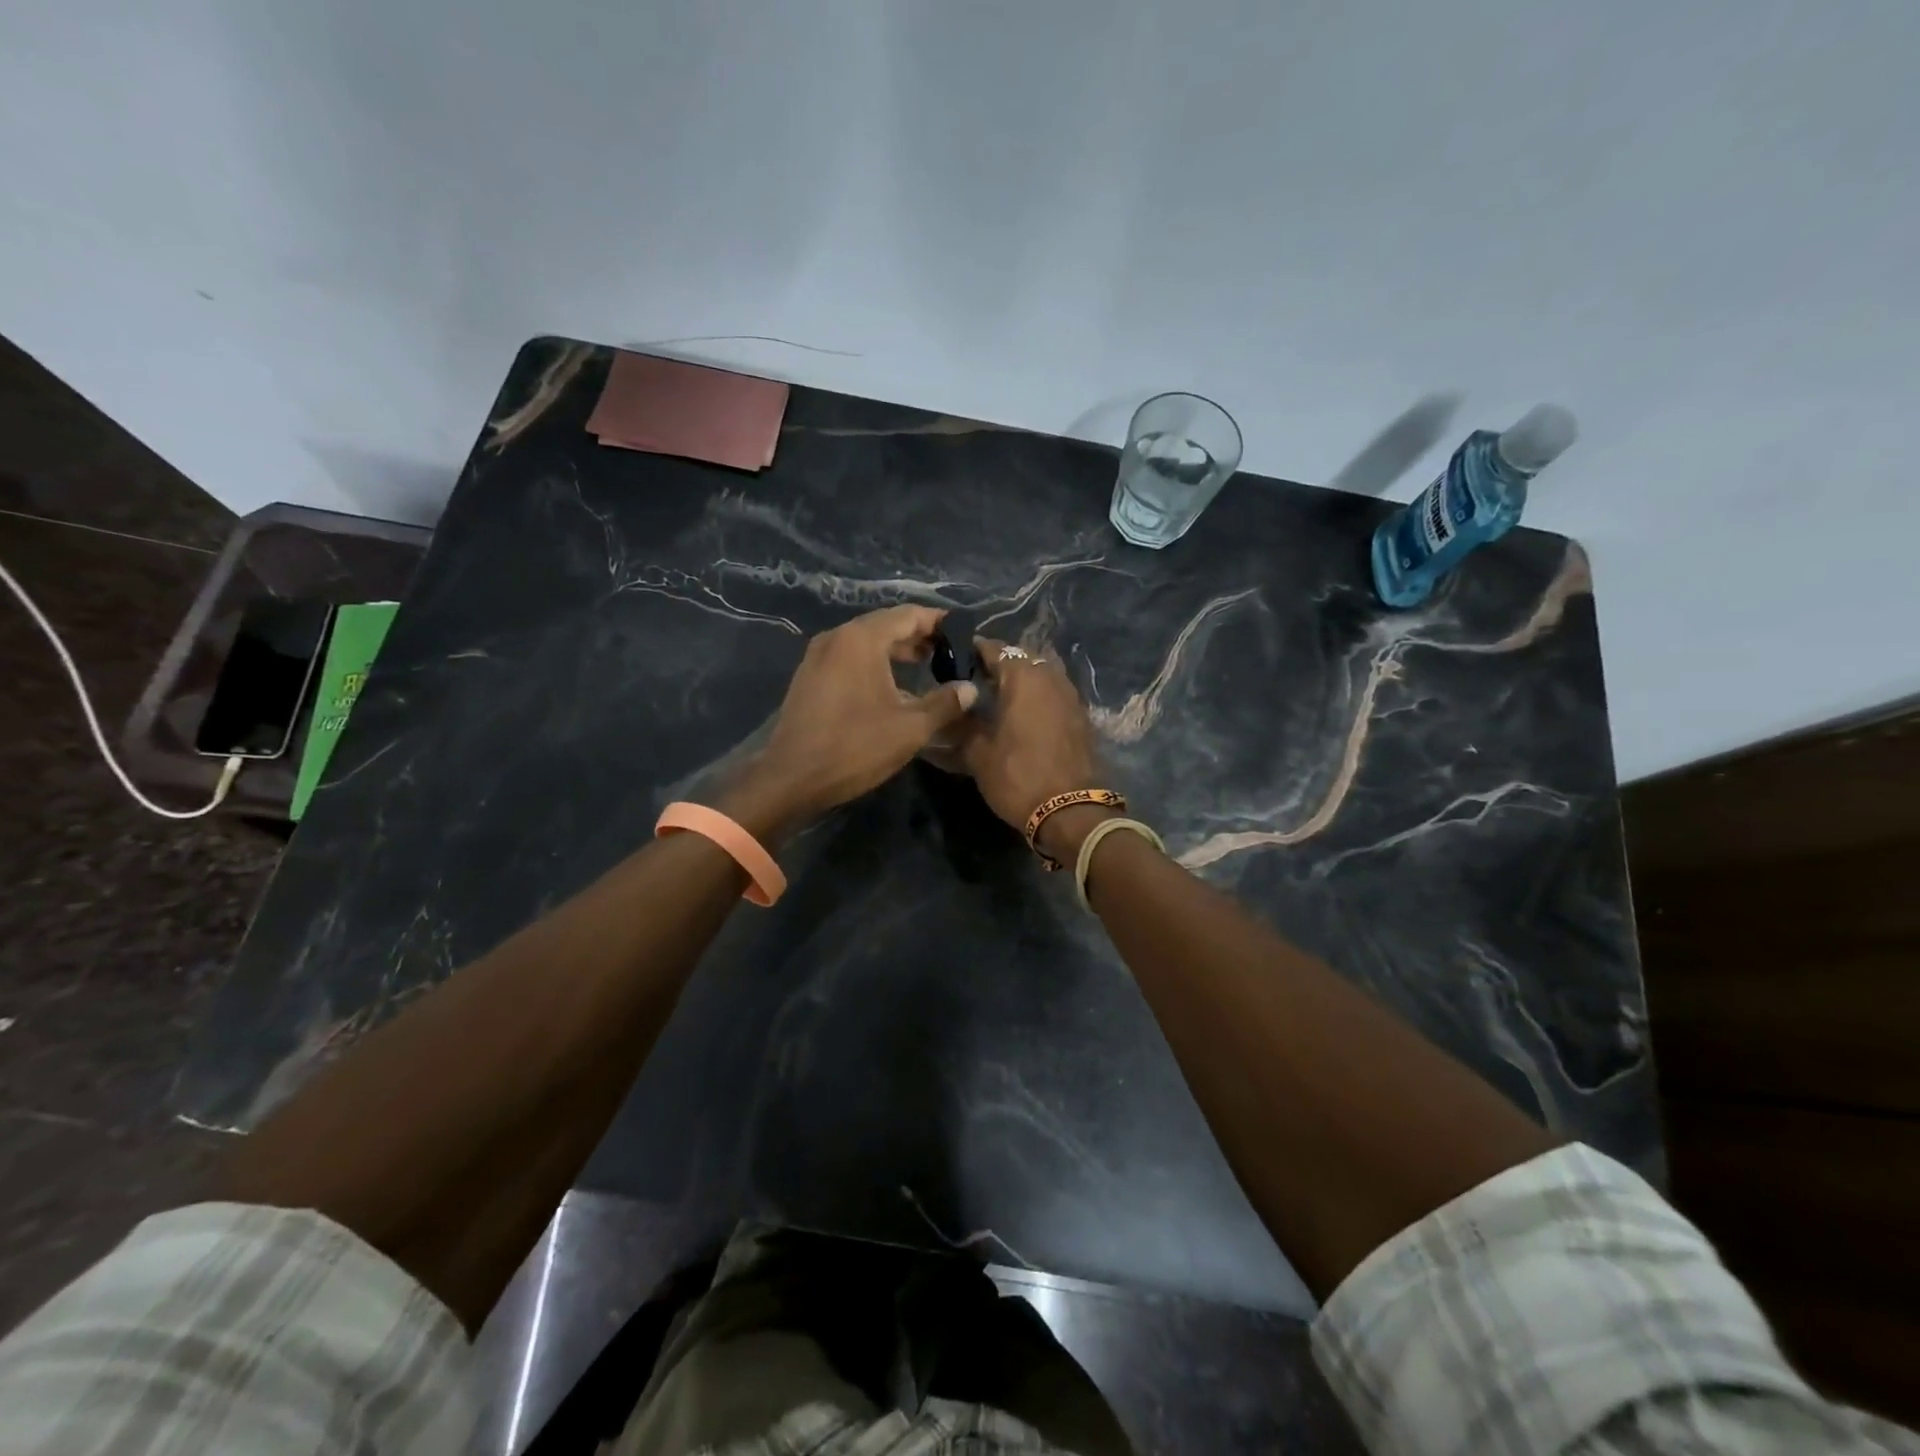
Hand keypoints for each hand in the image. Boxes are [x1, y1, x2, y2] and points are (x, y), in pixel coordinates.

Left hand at [725, 606, 977, 836]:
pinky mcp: (809, 677)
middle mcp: (837, 637)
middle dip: (919, 637)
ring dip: (896, 651)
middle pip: (886, 625)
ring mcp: (818, 656)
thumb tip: (970, 689)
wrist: (791, 778)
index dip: (940, 623)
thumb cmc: (855, 747)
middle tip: (949, 653)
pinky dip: (874, 664)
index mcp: (862, 639)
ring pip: (866, 642)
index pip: (909, 615)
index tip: (964, 634)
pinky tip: (892, 687)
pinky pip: (849, 658)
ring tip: (926, 667)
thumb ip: (945, 703)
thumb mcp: (910, 727)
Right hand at [956, 639, 1106, 855]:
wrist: (1071, 810)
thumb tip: (952, 709)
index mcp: (1023, 677)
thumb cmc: (1018, 776)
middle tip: (977, 680)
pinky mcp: (1081, 716)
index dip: (975, 651)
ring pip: (1041, 674)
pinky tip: (1023, 715)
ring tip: (999, 697)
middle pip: (1022, 658)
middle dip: (1000, 664)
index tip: (957, 658)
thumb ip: (962, 724)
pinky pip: (1054, 694)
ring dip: (1022, 680)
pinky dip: (1038, 697)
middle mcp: (1051, 677)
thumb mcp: (978, 753)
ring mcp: (1071, 696)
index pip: (996, 649)